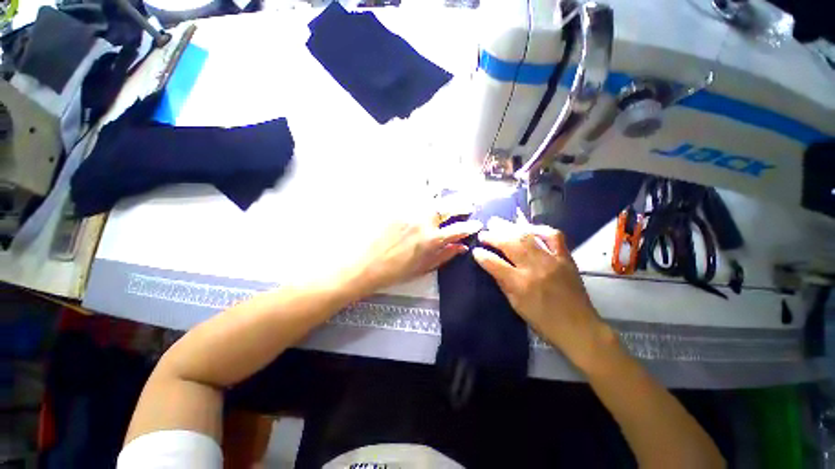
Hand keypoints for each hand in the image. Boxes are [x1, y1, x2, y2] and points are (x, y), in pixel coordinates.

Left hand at [352, 209, 482, 293]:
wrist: (366, 265)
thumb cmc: (396, 271)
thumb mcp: (424, 268)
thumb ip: (445, 256)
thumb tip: (462, 247)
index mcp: (432, 240)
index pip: (458, 230)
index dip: (470, 226)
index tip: (477, 224)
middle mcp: (423, 222)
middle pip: (447, 208)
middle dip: (462, 205)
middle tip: (470, 204)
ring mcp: (409, 213)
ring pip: (433, 200)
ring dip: (446, 199)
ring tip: (453, 199)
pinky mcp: (397, 208)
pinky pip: (415, 198)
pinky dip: (427, 197)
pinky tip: (431, 197)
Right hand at [472, 218, 612, 369]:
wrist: (578, 327)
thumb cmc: (542, 320)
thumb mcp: (515, 304)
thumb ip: (502, 282)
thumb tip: (490, 264)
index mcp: (520, 284)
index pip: (494, 263)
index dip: (482, 255)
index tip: (475, 250)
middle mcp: (534, 268)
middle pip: (510, 244)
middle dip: (493, 235)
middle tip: (483, 232)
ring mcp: (552, 260)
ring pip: (527, 236)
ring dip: (509, 227)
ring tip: (497, 223)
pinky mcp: (566, 257)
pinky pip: (554, 236)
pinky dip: (540, 228)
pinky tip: (528, 228)